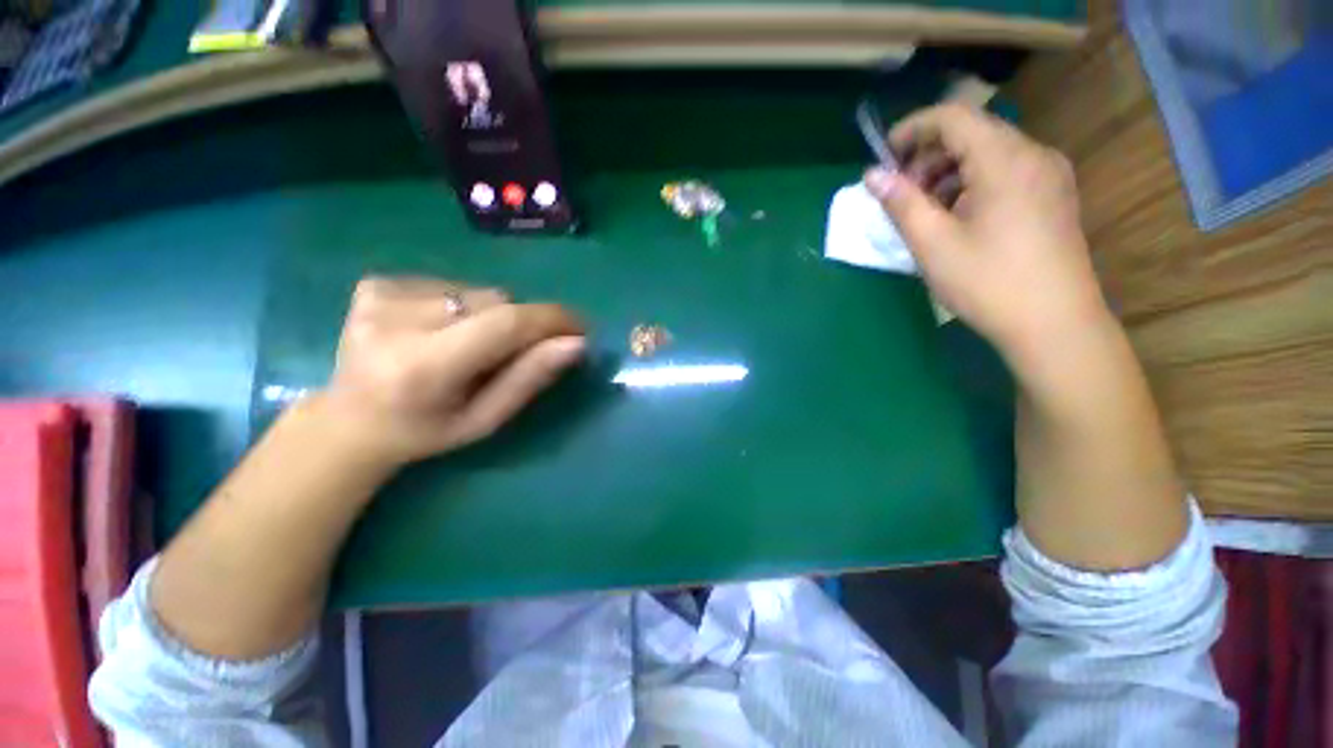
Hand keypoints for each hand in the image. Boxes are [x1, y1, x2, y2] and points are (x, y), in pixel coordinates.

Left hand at [319, 276, 585, 467]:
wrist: (350, 421)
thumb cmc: (426, 432)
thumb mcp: (487, 419)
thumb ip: (530, 378)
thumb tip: (577, 343)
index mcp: (424, 367)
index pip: (505, 324)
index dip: (551, 320)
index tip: (581, 327)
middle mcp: (396, 321)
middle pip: (495, 302)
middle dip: (521, 324)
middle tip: (513, 353)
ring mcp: (380, 295)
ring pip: (476, 292)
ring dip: (491, 316)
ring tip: (469, 346)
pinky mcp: (375, 283)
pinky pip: (450, 285)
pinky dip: (462, 307)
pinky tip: (440, 332)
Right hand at [863, 103, 1109, 366]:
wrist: (1053, 323)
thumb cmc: (987, 282)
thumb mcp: (932, 244)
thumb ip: (901, 203)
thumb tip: (873, 175)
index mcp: (1004, 160)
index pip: (953, 117)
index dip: (912, 129)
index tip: (883, 156)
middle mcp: (1033, 154)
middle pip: (972, 133)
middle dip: (928, 157)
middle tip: (900, 194)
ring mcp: (1049, 175)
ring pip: (989, 154)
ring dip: (948, 172)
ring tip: (925, 211)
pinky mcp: (1053, 196)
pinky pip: (1006, 173)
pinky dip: (972, 184)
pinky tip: (957, 218)